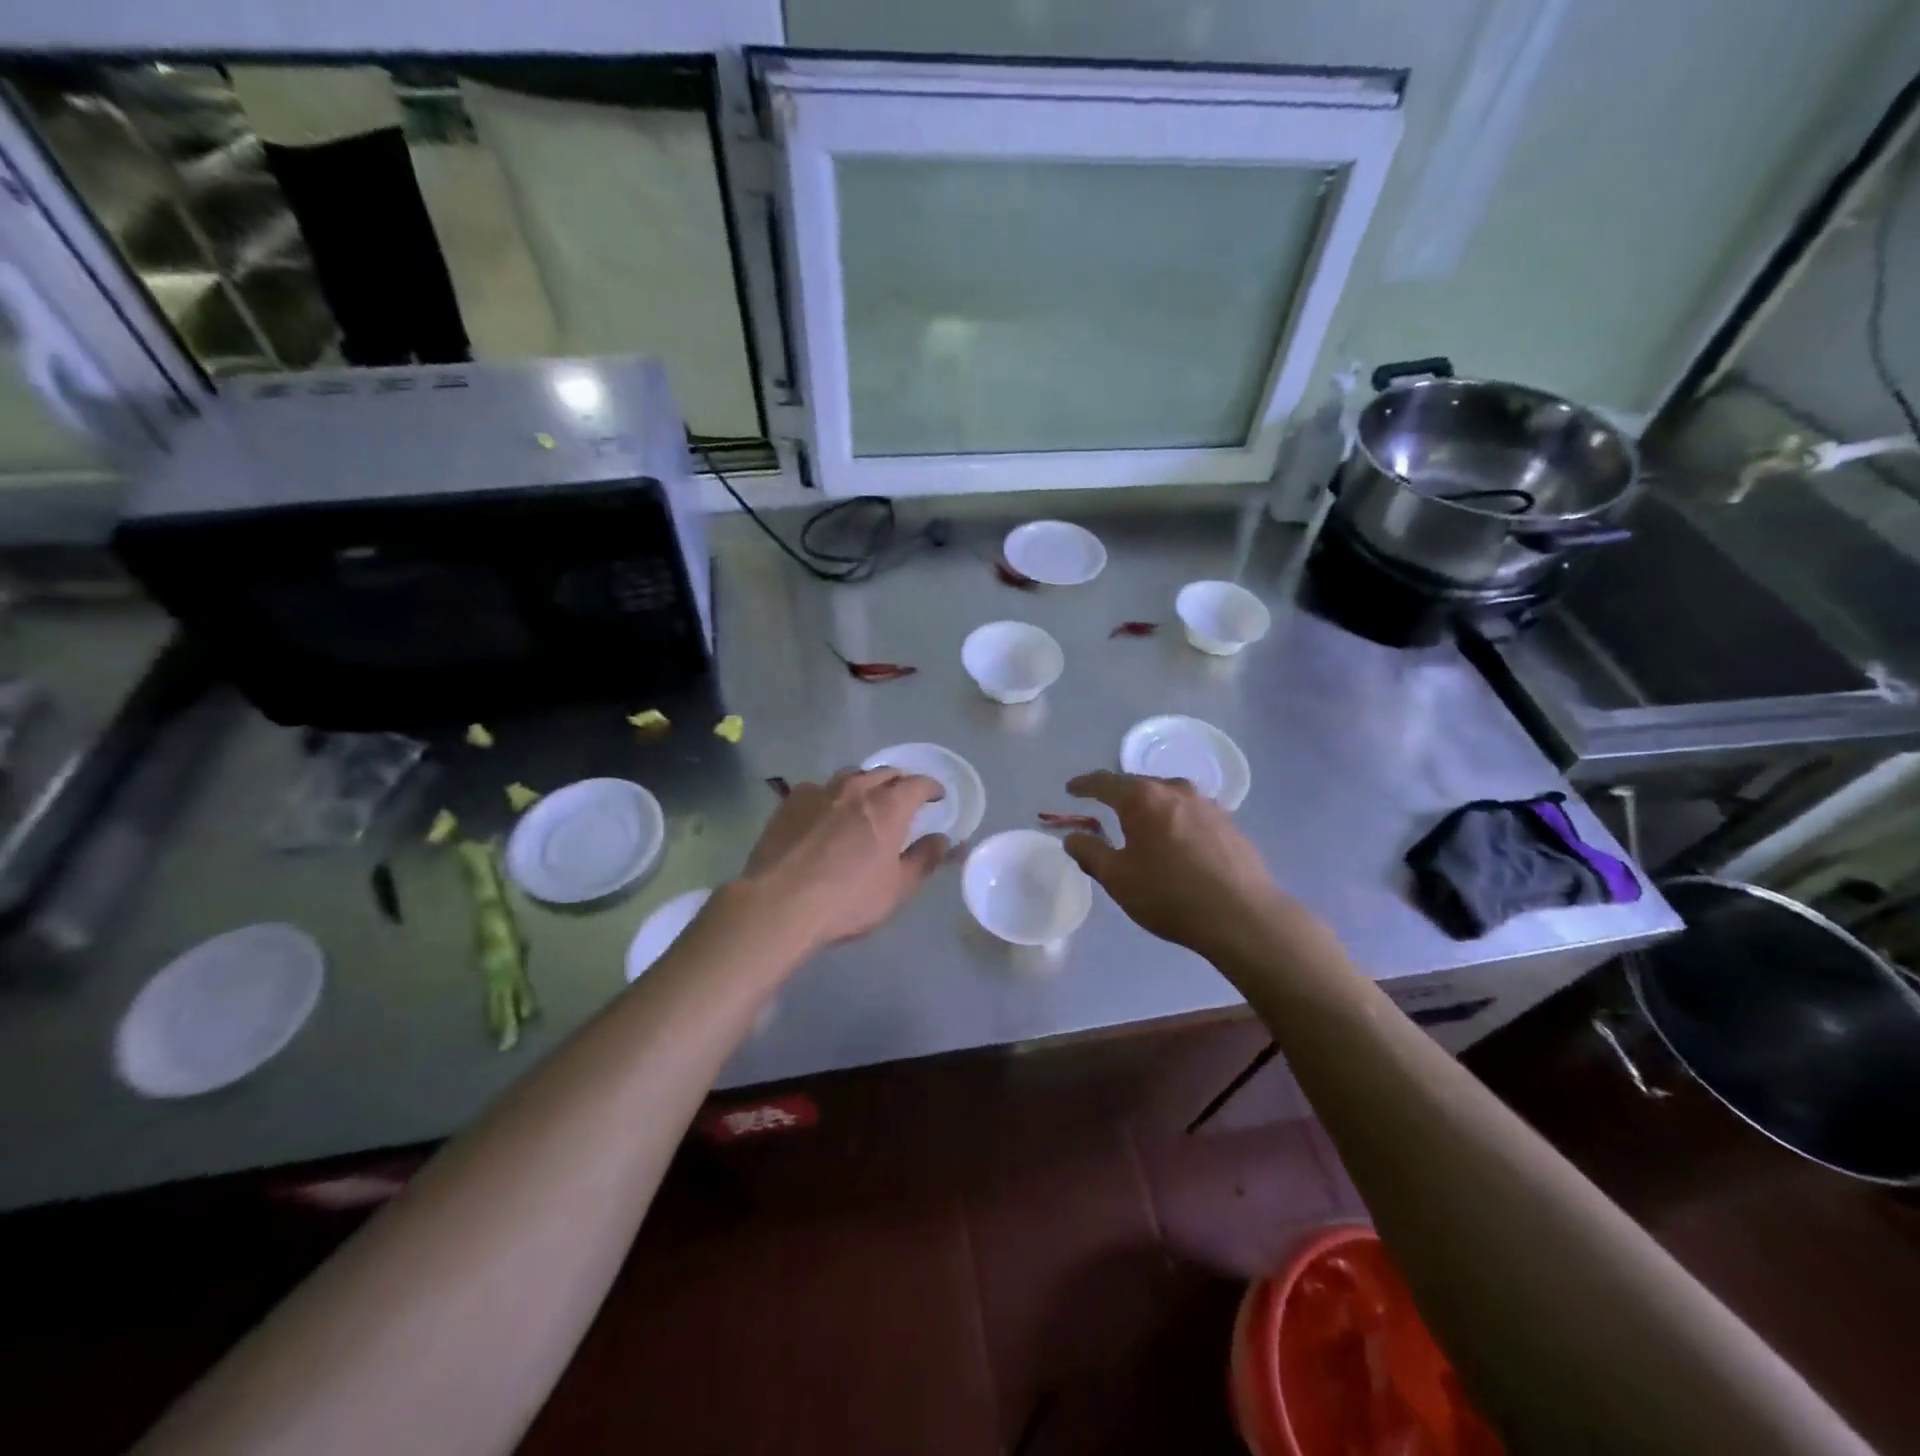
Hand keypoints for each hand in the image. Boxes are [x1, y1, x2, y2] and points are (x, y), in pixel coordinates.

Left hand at [741, 768, 947, 950]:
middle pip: (885, 773)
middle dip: (899, 782)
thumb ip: (924, 859)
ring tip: (865, 800)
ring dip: (865, 784)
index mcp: (888, 806)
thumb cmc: (847, 899)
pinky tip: (825, 814)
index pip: (917, 784)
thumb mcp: (897, 888)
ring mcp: (820, 791)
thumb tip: (942, 839)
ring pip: (850, 776)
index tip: (937, 796)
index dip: (931, 788)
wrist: (778, 904)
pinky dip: (831, 796)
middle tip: (904, 798)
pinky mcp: (790, 802)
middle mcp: (856, 789)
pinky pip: (819, 789)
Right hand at [1062, 771, 1289, 959]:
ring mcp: (1207, 805)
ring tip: (1141, 823)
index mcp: (1143, 798)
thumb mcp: (1117, 878)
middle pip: (1139, 785)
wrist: (1242, 916)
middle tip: (1104, 806)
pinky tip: (1176, 842)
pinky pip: (1191, 814)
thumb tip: (1072, 837)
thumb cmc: (1169, 894)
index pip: (1105, 782)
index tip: (1071, 788)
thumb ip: (1090, 853)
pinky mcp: (1229, 824)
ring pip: (1168, 797)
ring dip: (1150, 807)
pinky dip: (1175, 821)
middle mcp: (1175, 790)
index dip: (1084, 784)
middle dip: (1119, 794)